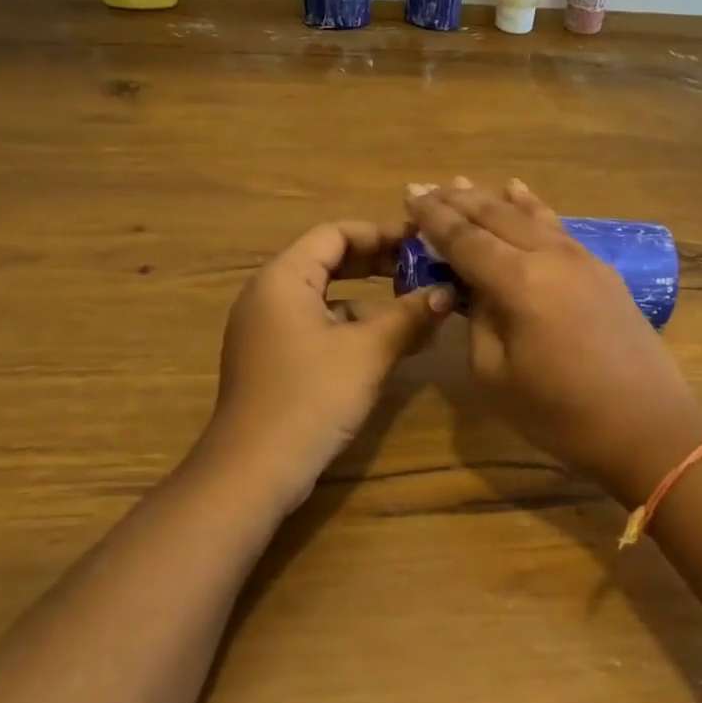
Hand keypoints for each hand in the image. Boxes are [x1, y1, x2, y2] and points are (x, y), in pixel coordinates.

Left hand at [205, 220, 453, 507]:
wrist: (254, 470)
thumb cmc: (311, 398)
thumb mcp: (368, 352)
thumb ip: (409, 315)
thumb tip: (446, 291)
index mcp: (284, 278)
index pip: (335, 233)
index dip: (381, 233)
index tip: (423, 243)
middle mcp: (270, 295)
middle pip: (330, 261)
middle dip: (380, 264)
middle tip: (425, 270)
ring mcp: (269, 329)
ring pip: (328, 298)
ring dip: (372, 301)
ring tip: (418, 310)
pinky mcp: (275, 360)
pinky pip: (320, 327)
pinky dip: (354, 328)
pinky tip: (390, 345)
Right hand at [404, 178, 701, 506]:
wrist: (648, 427)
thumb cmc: (562, 414)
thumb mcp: (496, 376)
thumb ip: (478, 321)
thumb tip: (477, 290)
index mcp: (519, 283)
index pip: (465, 238)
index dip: (434, 218)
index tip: (410, 195)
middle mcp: (550, 257)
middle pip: (496, 217)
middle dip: (458, 201)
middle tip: (426, 187)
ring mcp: (582, 259)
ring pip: (529, 216)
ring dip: (492, 199)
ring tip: (464, 183)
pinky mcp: (602, 271)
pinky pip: (557, 227)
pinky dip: (533, 208)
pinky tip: (522, 194)